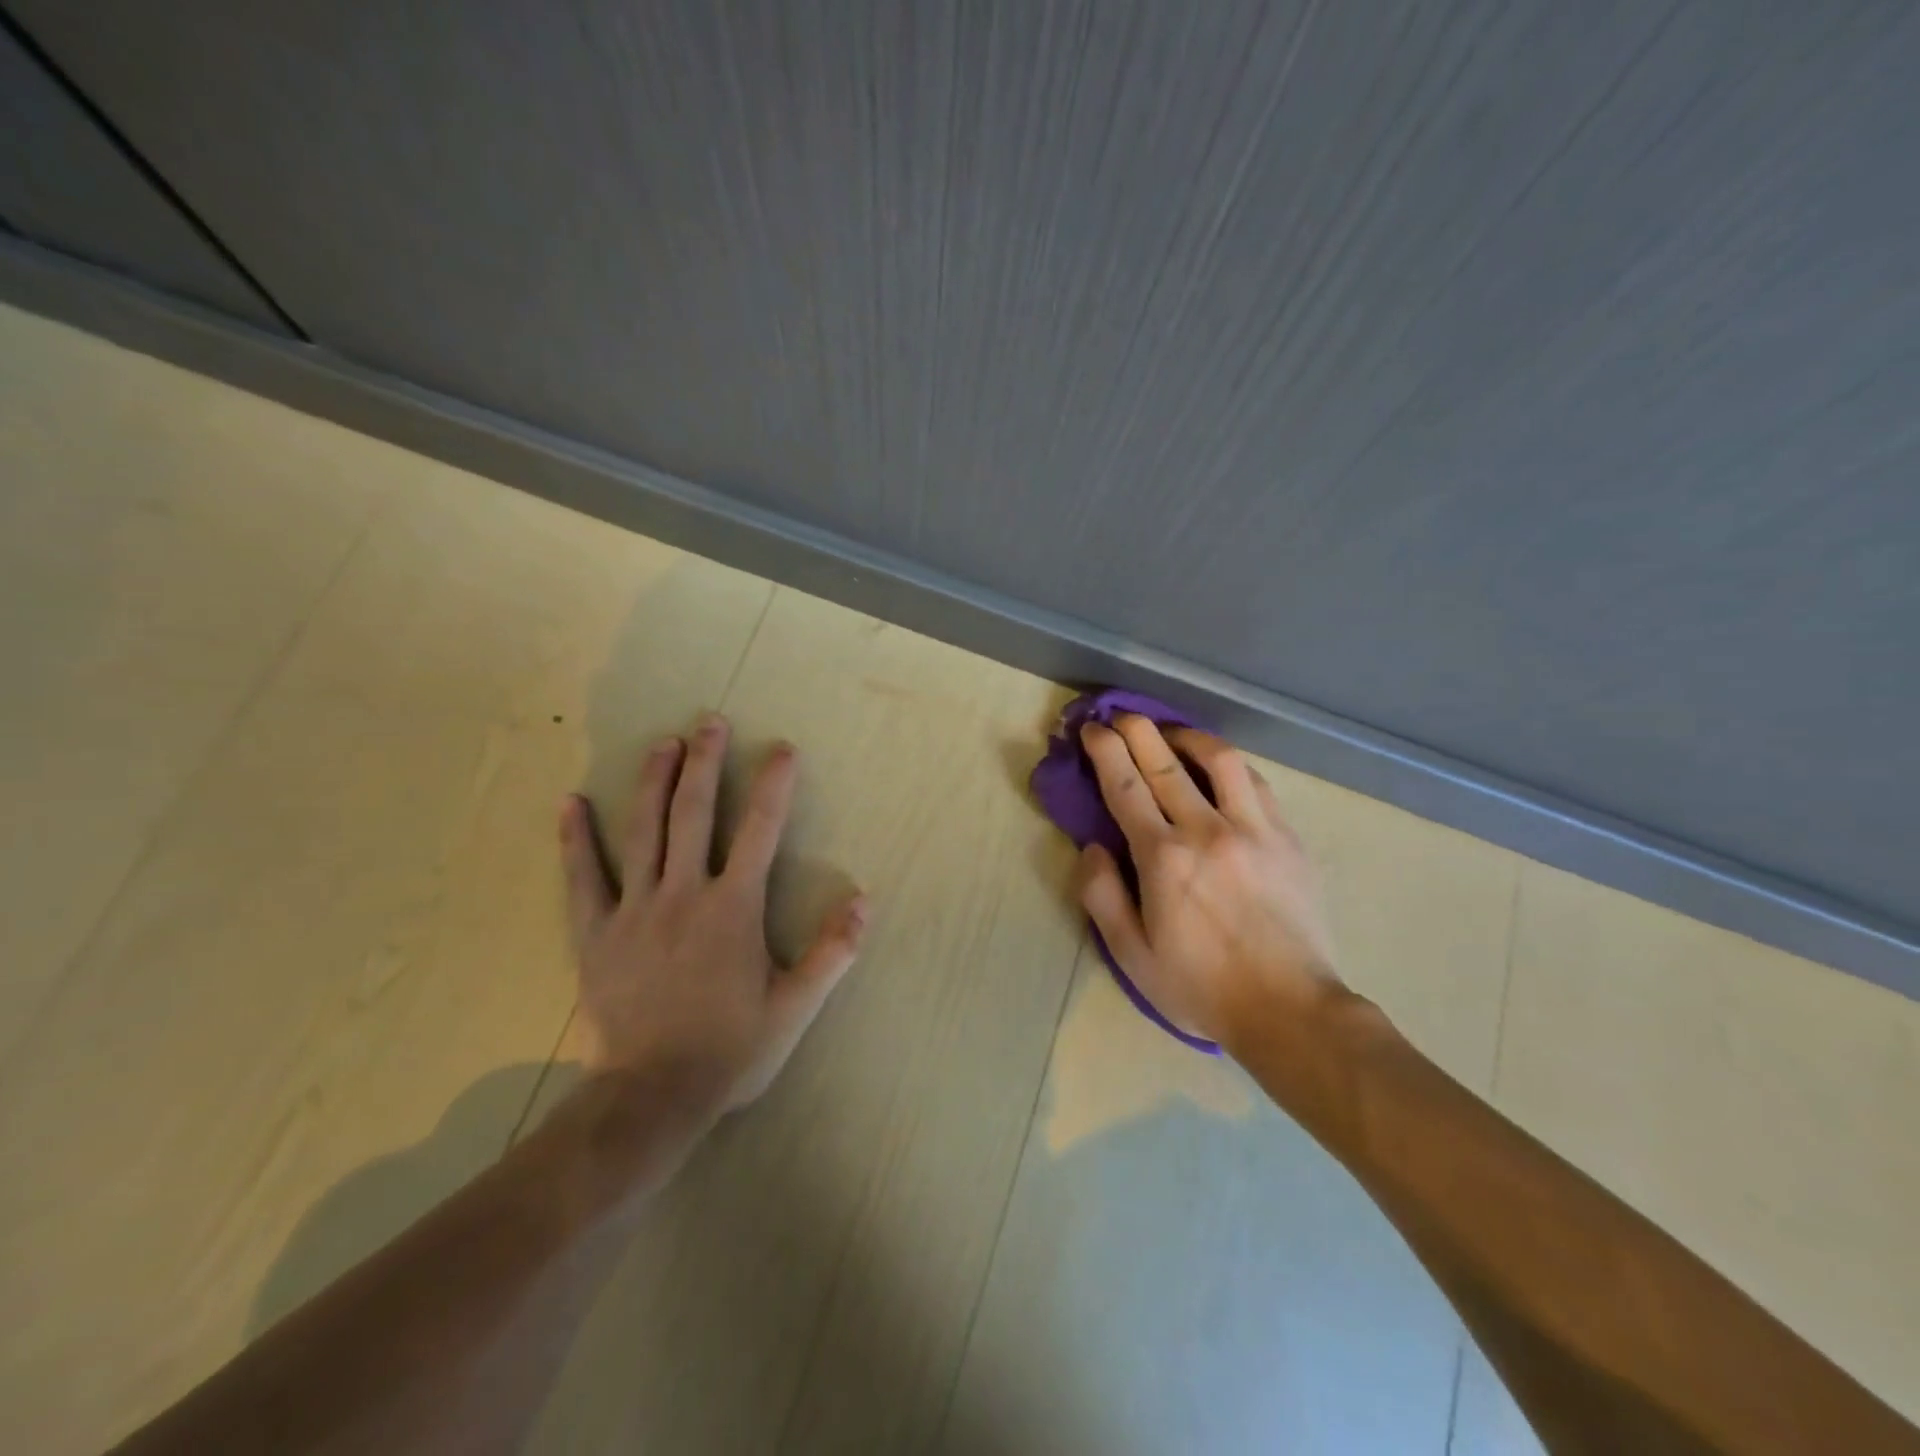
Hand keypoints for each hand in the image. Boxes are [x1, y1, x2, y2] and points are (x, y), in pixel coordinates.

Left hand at [558, 713, 866, 1112]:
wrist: (652, 1096)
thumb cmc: (731, 1049)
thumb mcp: (795, 1006)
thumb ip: (832, 952)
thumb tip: (865, 901)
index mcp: (733, 908)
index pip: (760, 832)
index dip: (774, 786)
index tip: (783, 749)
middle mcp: (684, 894)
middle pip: (694, 814)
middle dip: (706, 764)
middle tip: (711, 722)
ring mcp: (634, 910)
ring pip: (643, 832)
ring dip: (654, 782)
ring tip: (664, 743)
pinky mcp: (596, 933)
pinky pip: (583, 878)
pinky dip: (576, 839)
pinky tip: (571, 803)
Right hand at [1077, 714, 1341, 1047]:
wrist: (1291, 1009)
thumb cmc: (1201, 987)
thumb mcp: (1131, 955)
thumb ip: (1101, 896)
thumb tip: (1092, 846)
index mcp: (1163, 858)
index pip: (1125, 786)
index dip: (1105, 751)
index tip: (1092, 730)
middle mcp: (1206, 830)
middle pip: (1164, 762)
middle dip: (1136, 730)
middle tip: (1119, 715)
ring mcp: (1254, 829)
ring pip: (1218, 759)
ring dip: (1186, 736)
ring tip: (1169, 732)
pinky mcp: (1287, 838)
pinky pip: (1255, 783)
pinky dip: (1228, 765)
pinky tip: (1217, 767)